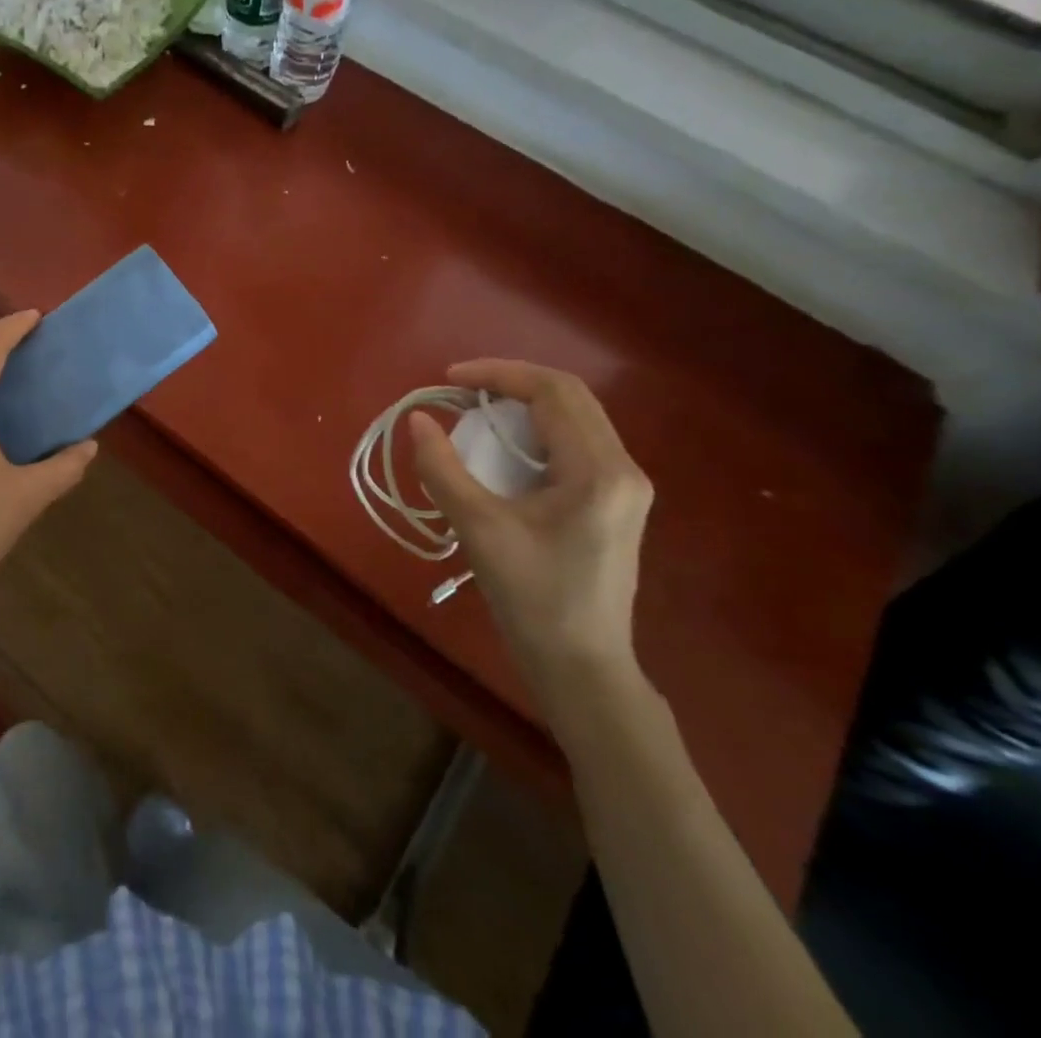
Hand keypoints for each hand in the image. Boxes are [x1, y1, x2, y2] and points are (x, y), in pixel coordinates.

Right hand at [408, 361, 653, 721]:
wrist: (581, 668)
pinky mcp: (614, 503)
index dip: (499, 373)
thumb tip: (417, 419)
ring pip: (574, 419)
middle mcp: (623, 469)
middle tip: (461, 391)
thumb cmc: (532, 599)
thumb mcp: (479, 529)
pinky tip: (503, 450)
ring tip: (476, 414)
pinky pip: (575, 444)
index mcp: (599, 471)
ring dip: (524, 406)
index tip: (450, 379)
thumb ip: (443, 469)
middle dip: (512, 383)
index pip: (553, 391)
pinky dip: (535, 433)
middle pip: (570, 397)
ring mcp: (623, 487)